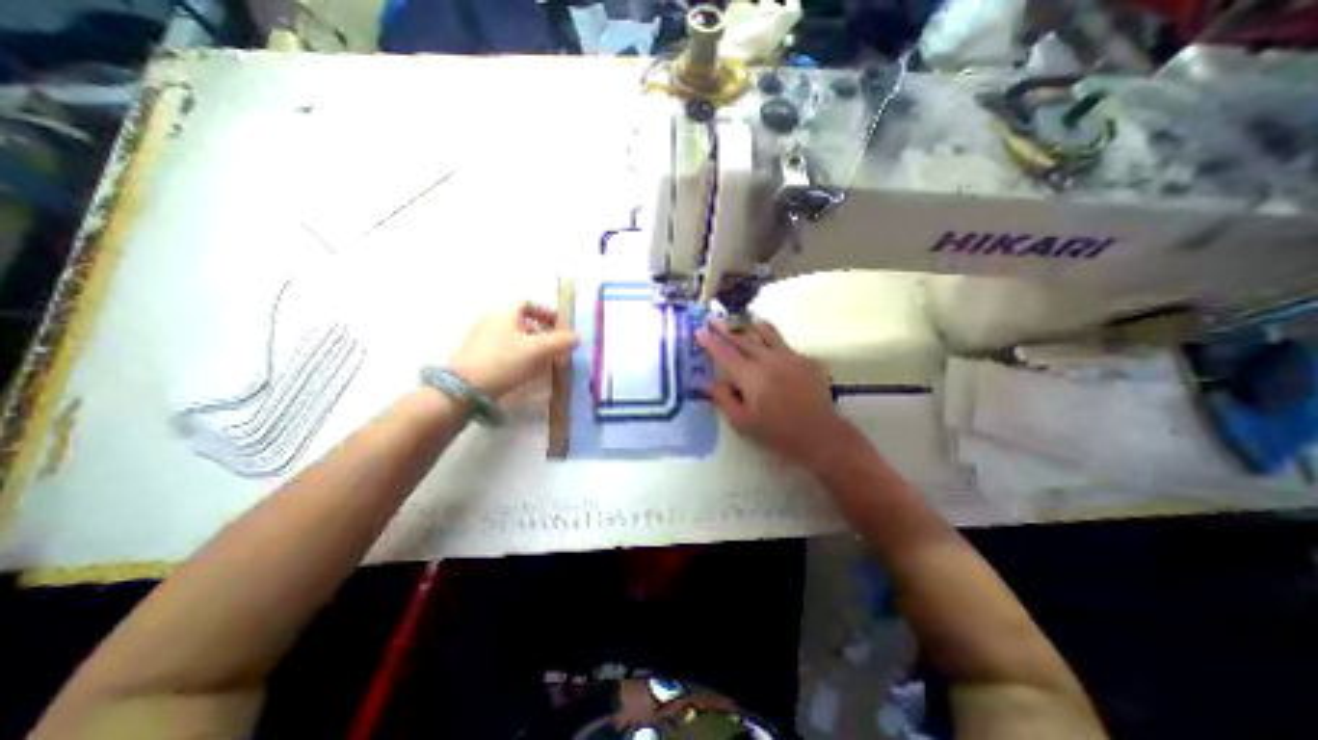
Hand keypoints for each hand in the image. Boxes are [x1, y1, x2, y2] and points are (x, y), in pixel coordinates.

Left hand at [449, 305, 577, 399]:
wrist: (462, 390)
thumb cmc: (503, 362)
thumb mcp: (537, 350)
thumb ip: (560, 342)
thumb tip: (577, 336)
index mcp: (504, 312)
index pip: (528, 303)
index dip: (547, 313)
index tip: (560, 327)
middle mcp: (490, 320)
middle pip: (522, 321)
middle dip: (543, 334)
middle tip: (556, 348)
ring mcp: (481, 339)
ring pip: (514, 338)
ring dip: (533, 347)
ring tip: (545, 363)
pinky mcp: (476, 357)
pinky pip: (504, 351)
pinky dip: (519, 357)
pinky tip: (526, 373)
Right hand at [699, 318, 855, 466]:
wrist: (819, 433)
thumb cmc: (776, 432)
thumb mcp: (741, 422)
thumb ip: (723, 399)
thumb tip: (709, 381)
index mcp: (750, 375)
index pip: (724, 353)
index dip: (710, 341)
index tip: (699, 331)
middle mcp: (768, 359)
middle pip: (742, 337)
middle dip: (725, 327)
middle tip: (713, 318)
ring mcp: (788, 356)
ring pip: (766, 332)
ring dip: (751, 325)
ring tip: (743, 321)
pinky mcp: (804, 359)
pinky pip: (783, 343)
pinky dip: (771, 339)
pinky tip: (769, 344)